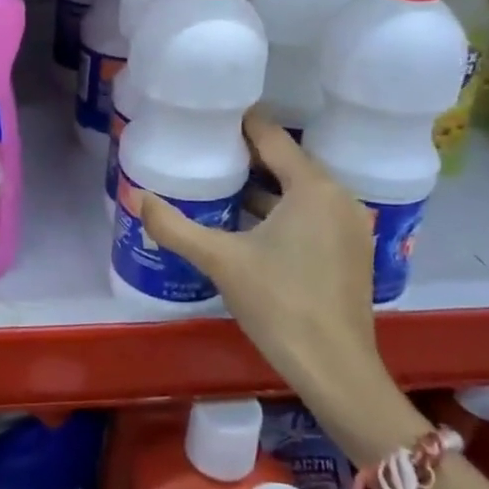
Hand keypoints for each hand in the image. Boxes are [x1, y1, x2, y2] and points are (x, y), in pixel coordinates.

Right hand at [141, 114, 423, 462]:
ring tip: (219, 185)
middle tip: (204, 151)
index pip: (271, 136)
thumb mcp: (220, 261)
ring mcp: (350, 226)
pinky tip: (249, 225)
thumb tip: (136, 197)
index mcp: (312, 187)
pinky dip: (282, 210)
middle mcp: (338, 197)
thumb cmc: (280, 304)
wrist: (336, 370)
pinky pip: (311, 214)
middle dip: (246, 156)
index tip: (207, 118)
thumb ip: (175, 227)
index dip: (238, 123)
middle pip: (286, 161)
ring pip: (299, 190)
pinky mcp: (351, 252)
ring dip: (263, 185)